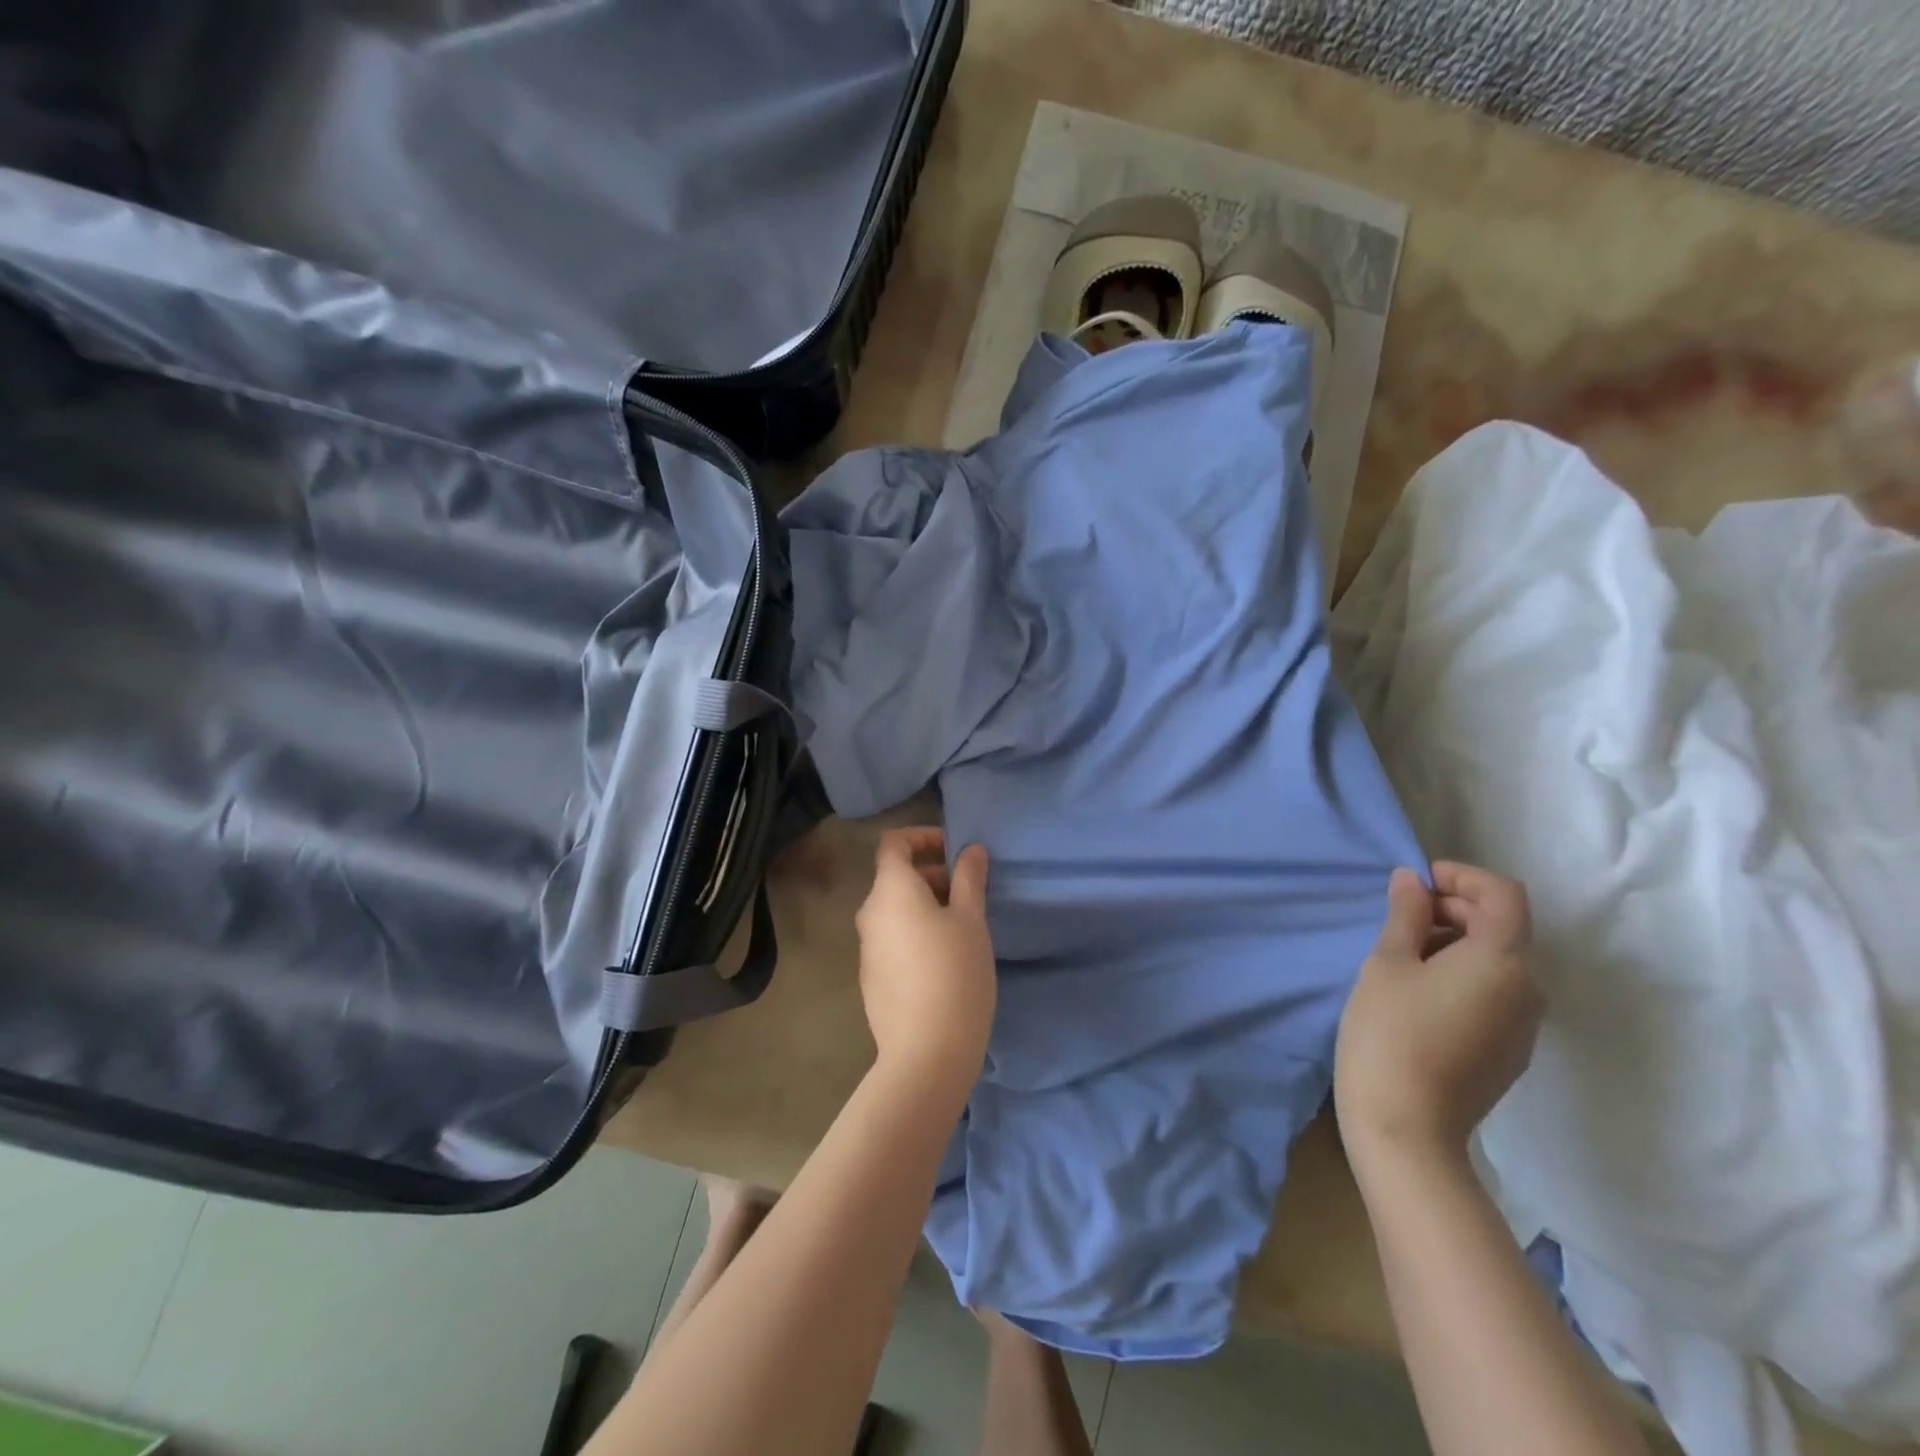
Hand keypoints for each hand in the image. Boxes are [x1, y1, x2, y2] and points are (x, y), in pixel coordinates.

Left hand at [855, 827, 995, 1092]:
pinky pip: (893, 937)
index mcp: (890, 890)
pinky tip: (945, 959)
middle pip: (895, 876)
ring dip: (926, 904)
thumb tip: (970, 849)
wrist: (926, 1053)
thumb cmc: (954, 973)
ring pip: (895, 909)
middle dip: (933, 874)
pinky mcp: (871, 976)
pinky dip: (916, 931)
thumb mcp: (971, 919)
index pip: (893, 843)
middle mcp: (870, 912)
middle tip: (970, 893)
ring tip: (964, 926)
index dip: (923, 837)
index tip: (955, 851)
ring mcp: (867, 947)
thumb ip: (969, 877)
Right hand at [1335, 863, 1541, 1165]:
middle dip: (1454, 908)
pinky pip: (1494, 994)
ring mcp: (1523, 1026)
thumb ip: (1406, 915)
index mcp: (1502, 960)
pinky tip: (1418, 995)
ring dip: (1455, 943)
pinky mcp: (1510, 1053)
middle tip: (1399, 916)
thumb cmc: (1390, 1032)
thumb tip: (1412, 880)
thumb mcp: (1388, 963)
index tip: (1416, 883)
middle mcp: (1528, 989)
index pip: (1503, 894)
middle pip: (1502, 927)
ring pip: (1497, 962)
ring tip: (1402, 955)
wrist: (1407, 1127)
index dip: (1461, 876)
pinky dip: (1462, 976)